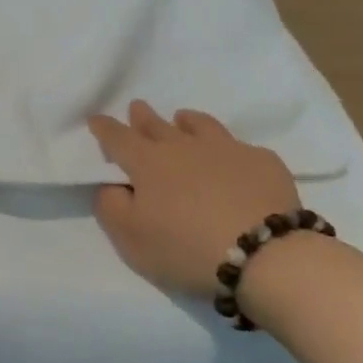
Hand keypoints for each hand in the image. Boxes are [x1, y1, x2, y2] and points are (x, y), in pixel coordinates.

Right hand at [87, 100, 299, 299]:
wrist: (266, 255)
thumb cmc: (187, 248)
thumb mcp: (131, 239)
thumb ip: (111, 207)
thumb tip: (110, 186)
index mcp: (148, 163)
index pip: (118, 138)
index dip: (104, 128)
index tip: (95, 119)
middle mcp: (184, 146)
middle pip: (157, 125)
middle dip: (142, 116)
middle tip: (137, 108)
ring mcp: (227, 149)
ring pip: (200, 125)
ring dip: (186, 121)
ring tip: (183, 120)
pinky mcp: (263, 162)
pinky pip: (240, 147)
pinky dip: (229, 149)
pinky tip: (232, 159)